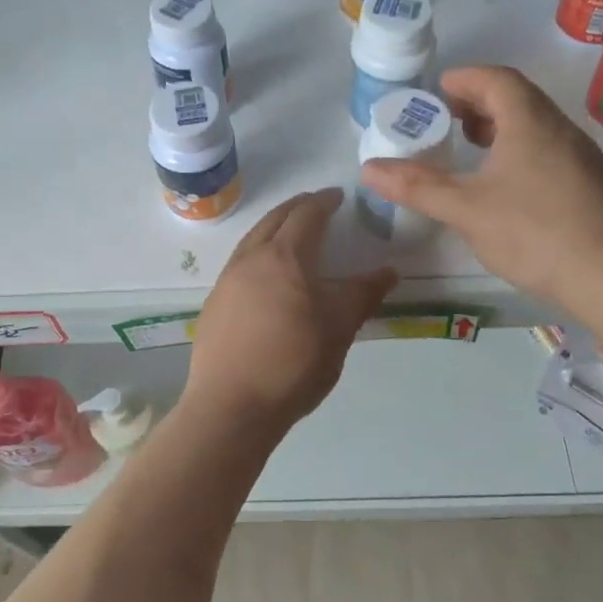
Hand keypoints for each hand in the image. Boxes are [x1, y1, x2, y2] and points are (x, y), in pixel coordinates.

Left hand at [185, 189, 396, 429]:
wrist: (231, 405)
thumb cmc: (293, 363)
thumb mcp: (339, 328)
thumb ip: (363, 295)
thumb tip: (389, 271)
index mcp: (284, 257)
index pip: (306, 215)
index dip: (323, 202)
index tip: (338, 196)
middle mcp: (250, 258)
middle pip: (274, 219)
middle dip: (297, 207)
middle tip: (316, 205)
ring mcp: (226, 281)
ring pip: (252, 239)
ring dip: (274, 228)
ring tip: (292, 235)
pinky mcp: (214, 304)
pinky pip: (239, 263)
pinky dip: (258, 254)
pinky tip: (266, 276)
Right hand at [359, 66, 602, 320]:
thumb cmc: (535, 232)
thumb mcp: (465, 209)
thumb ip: (417, 186)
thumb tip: (368, 168)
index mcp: (530, 122)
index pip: (496, 79)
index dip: (465, 78)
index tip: (438, 90)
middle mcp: (561, 130)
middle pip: (519, 99)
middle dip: (480, 103)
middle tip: (449, 121)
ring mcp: (583, 158)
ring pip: (537, 127)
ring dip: (502, 129)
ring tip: (473, 153)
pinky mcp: (593, 187)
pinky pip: (550, 152)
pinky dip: (521, 153)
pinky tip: (507, 189)